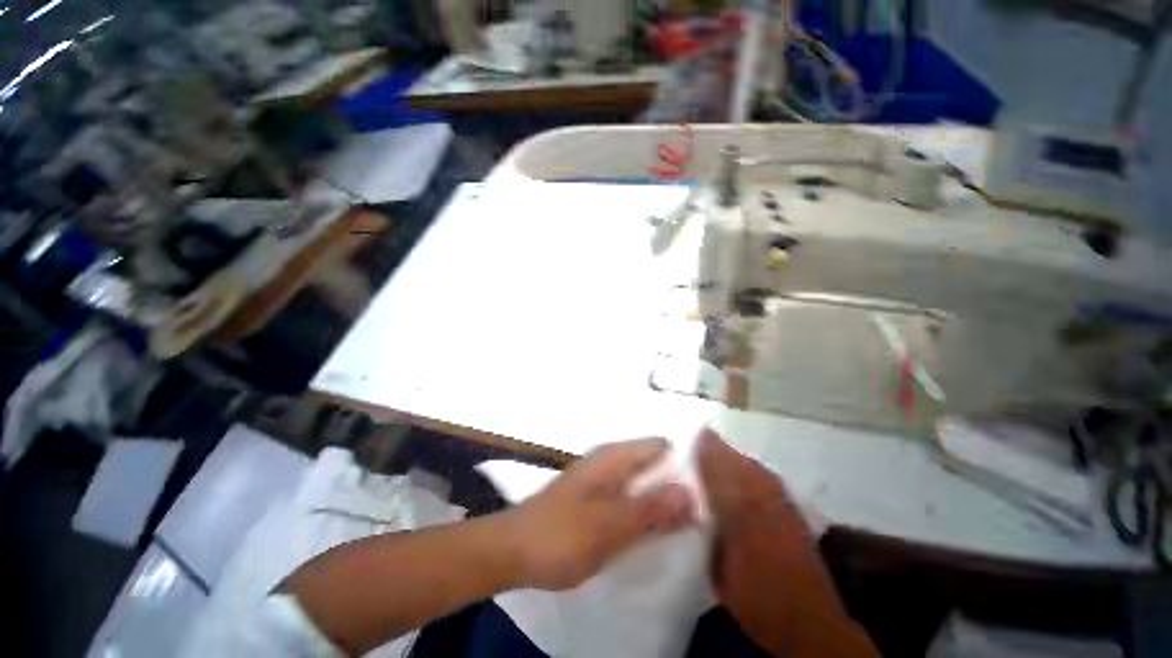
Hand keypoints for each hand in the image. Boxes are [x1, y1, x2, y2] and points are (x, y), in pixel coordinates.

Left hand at [505, 438, 694, 590]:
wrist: (513, 550)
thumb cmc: (560, 536)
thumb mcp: (609, 527)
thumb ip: (650, 509)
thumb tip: (691, 492)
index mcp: (614, 457)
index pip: (662, 446)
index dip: (686, 465)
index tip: (710, 494)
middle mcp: (610, 460)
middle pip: (655, 463)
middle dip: (677, 486)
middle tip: (703, 517)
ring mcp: (602, 478)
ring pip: (644, 481)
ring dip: (663, 500)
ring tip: (687, 526)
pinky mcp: (596, 497)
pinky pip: (630, 495)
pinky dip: (645, 508)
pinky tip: (655, 530)